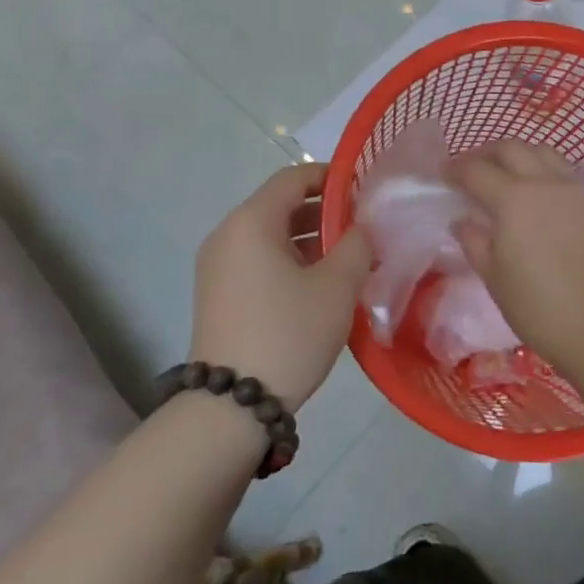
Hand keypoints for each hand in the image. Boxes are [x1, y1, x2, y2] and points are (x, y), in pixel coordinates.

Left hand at [192, 163, 371, 409]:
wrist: (232, 406)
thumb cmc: (289, 332)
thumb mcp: (337, 286)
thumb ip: (357, 244)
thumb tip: (360, 229)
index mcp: (252, 222)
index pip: (294, 177)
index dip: (332, 177)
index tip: (365, 190)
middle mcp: (228, 235)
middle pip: (282, 205)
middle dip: (326, 212)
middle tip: (365, 229)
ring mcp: (218, 266)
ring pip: (272, 235)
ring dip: (311, 239)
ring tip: (351, 259)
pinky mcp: (219, 293)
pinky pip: (260, 260)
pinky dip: (291, 261)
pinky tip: (322, 284)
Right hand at [448, 141, 583, 366]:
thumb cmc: (537, 306)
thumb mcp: (493, 276)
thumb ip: (474, 241)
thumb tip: (463, 220)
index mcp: (513, 198)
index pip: (476, 170)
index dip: (455, 170)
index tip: (443, 176)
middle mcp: (544, 183)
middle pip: (511, 148)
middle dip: (485, 153)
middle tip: (471, 169)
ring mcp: (573, 190)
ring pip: (542, 152)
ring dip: (518, 155)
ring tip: (505, 174)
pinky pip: (563, 171)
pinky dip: (543, 169)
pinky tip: (536, 193)